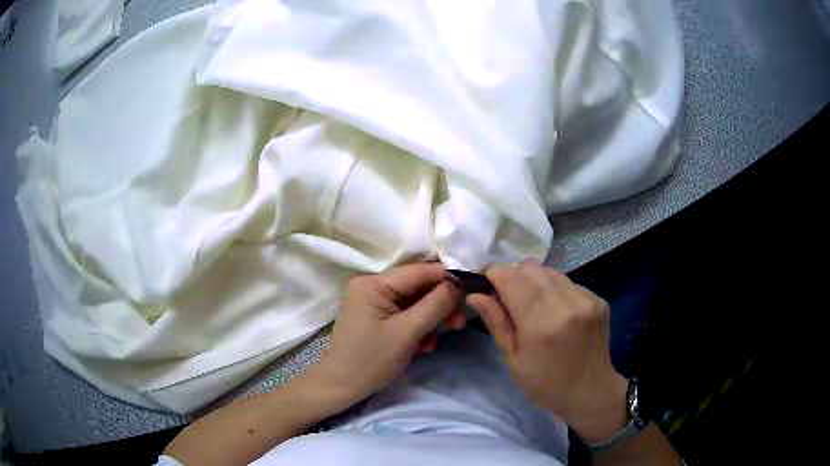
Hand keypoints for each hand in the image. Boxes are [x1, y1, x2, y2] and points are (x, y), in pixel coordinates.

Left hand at [306, 262, 463, 409]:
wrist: (342, 388)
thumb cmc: (370, 361)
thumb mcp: (406, 333)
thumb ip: (436, 305)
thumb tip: (461, 283)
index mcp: (373, 283)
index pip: (419, 271)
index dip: (447, 279)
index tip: (471, 292)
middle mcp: (372, 286)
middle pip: (419, 287)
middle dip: (439, 306)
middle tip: (457, 325)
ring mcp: (374, 302)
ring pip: (416, 302)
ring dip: (431, 321)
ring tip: (432, 343)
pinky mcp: (378, 316)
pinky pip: (407, 314)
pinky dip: (419, 328)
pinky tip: (423, 346)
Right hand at [466, 259, 627, 442]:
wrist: (590, 391)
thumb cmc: (545, 384)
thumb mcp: (513, 360)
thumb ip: (497, 322)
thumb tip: (475, 294)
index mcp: (541, 323)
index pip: (509, 277)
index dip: (492, 275)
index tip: (484, 286)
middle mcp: (566, 303)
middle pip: (529, 268)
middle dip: (513, 278)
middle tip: (508, 301)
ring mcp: (586, 298)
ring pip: (549, 271)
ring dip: (534, 283)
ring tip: (534, 308)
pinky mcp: (598, 298)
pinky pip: (567, 282)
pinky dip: (554, 291)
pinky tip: (556, 313)